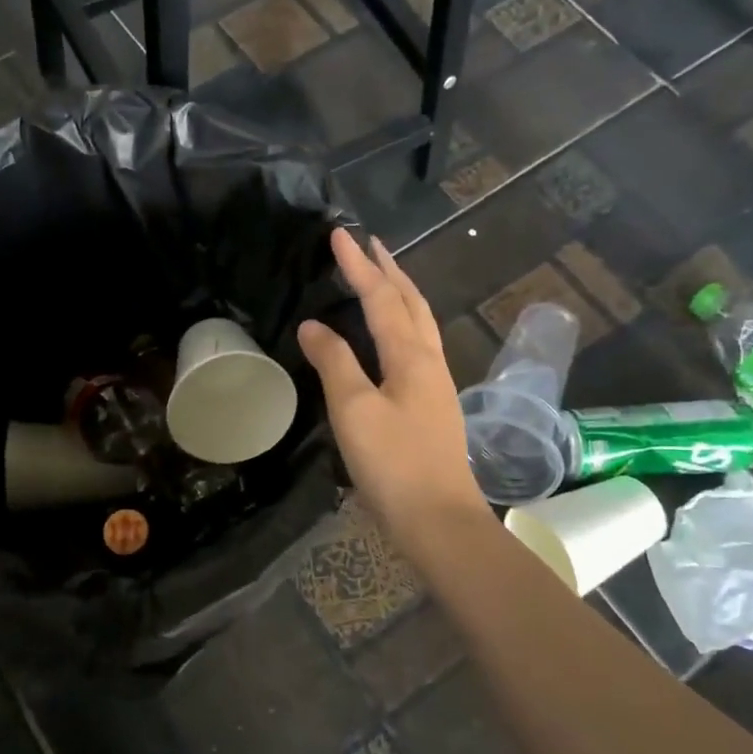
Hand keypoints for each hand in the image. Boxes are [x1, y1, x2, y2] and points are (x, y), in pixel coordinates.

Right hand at [297, 230, 485, 546]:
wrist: (438, 520)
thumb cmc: (394, 463)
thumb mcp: (354, 410)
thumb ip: (335, 363)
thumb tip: (314, 326)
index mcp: (411, 356)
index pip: (381, 297)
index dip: (358, 265)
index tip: (339, 234)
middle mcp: (429, 361)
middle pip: (411, 303)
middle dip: (389, 270)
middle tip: (369, 244)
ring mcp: (435, 385)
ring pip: (420, 324)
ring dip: (401, 294)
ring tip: (382, 278)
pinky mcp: (432, 406)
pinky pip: (418, 347)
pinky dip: (403, 324)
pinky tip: (392, 338)